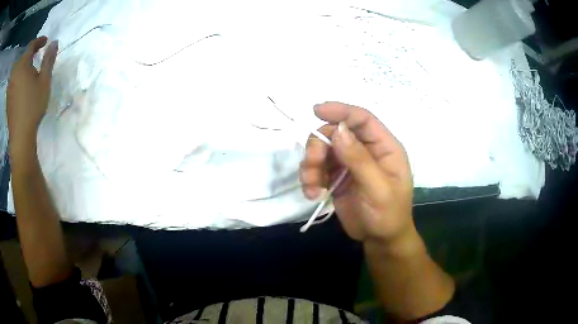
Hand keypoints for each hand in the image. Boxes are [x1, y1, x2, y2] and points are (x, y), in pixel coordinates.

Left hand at [7, 36, 57, 150]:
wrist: (20, 136)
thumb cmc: (32, 107)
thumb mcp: (44, 82)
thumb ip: (48, 60)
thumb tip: (55, 42)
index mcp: (22, 65)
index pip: (31, 45)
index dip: (39, 41)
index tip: (45, 42)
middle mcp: (15, 72)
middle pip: (24, 56)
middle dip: (31, 53)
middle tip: (38, 54)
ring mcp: (11, 85)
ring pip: (18, 67)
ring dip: (25, 64)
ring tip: (30, 68)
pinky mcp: (8, 96)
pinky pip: (14, 78)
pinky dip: (19, 75)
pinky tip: (22, 81)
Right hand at [300, 102, 413, 243]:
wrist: (380, 240)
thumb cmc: (388, 214)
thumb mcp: (378, 189)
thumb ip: (359, 160)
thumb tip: (338, 131)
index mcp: (384, 147)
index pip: (362, 119)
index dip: (341, 111)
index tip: (317, 111)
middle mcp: (365, 150)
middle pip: (335, 133)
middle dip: (319, 146)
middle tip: (312, 165)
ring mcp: (349, 163)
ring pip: (322, 150)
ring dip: (311, 165)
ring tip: (312, 187)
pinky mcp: (336, 177)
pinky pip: (317, 168)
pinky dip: (310, 178)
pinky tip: (313, 193)